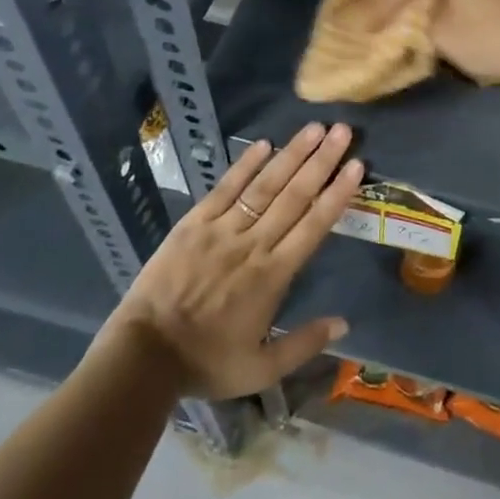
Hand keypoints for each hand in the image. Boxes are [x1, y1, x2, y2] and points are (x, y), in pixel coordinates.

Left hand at [109, 124, 361, 398]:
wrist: (143, 356)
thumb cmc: (205, 362)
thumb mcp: (260, 370)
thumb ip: (303, 344)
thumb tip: (344, 324)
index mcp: (273, 276)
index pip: (313, 226)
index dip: (336, 194)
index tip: (356, 166)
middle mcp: (253, 244)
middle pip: (294, 196)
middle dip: (321, 162)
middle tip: (343, 131)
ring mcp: (222, 230)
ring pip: (264, 186)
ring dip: (291, 155)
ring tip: (314, 128)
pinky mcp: (193, 224)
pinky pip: (224, 189)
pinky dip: (244, 166)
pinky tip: (263, 144)